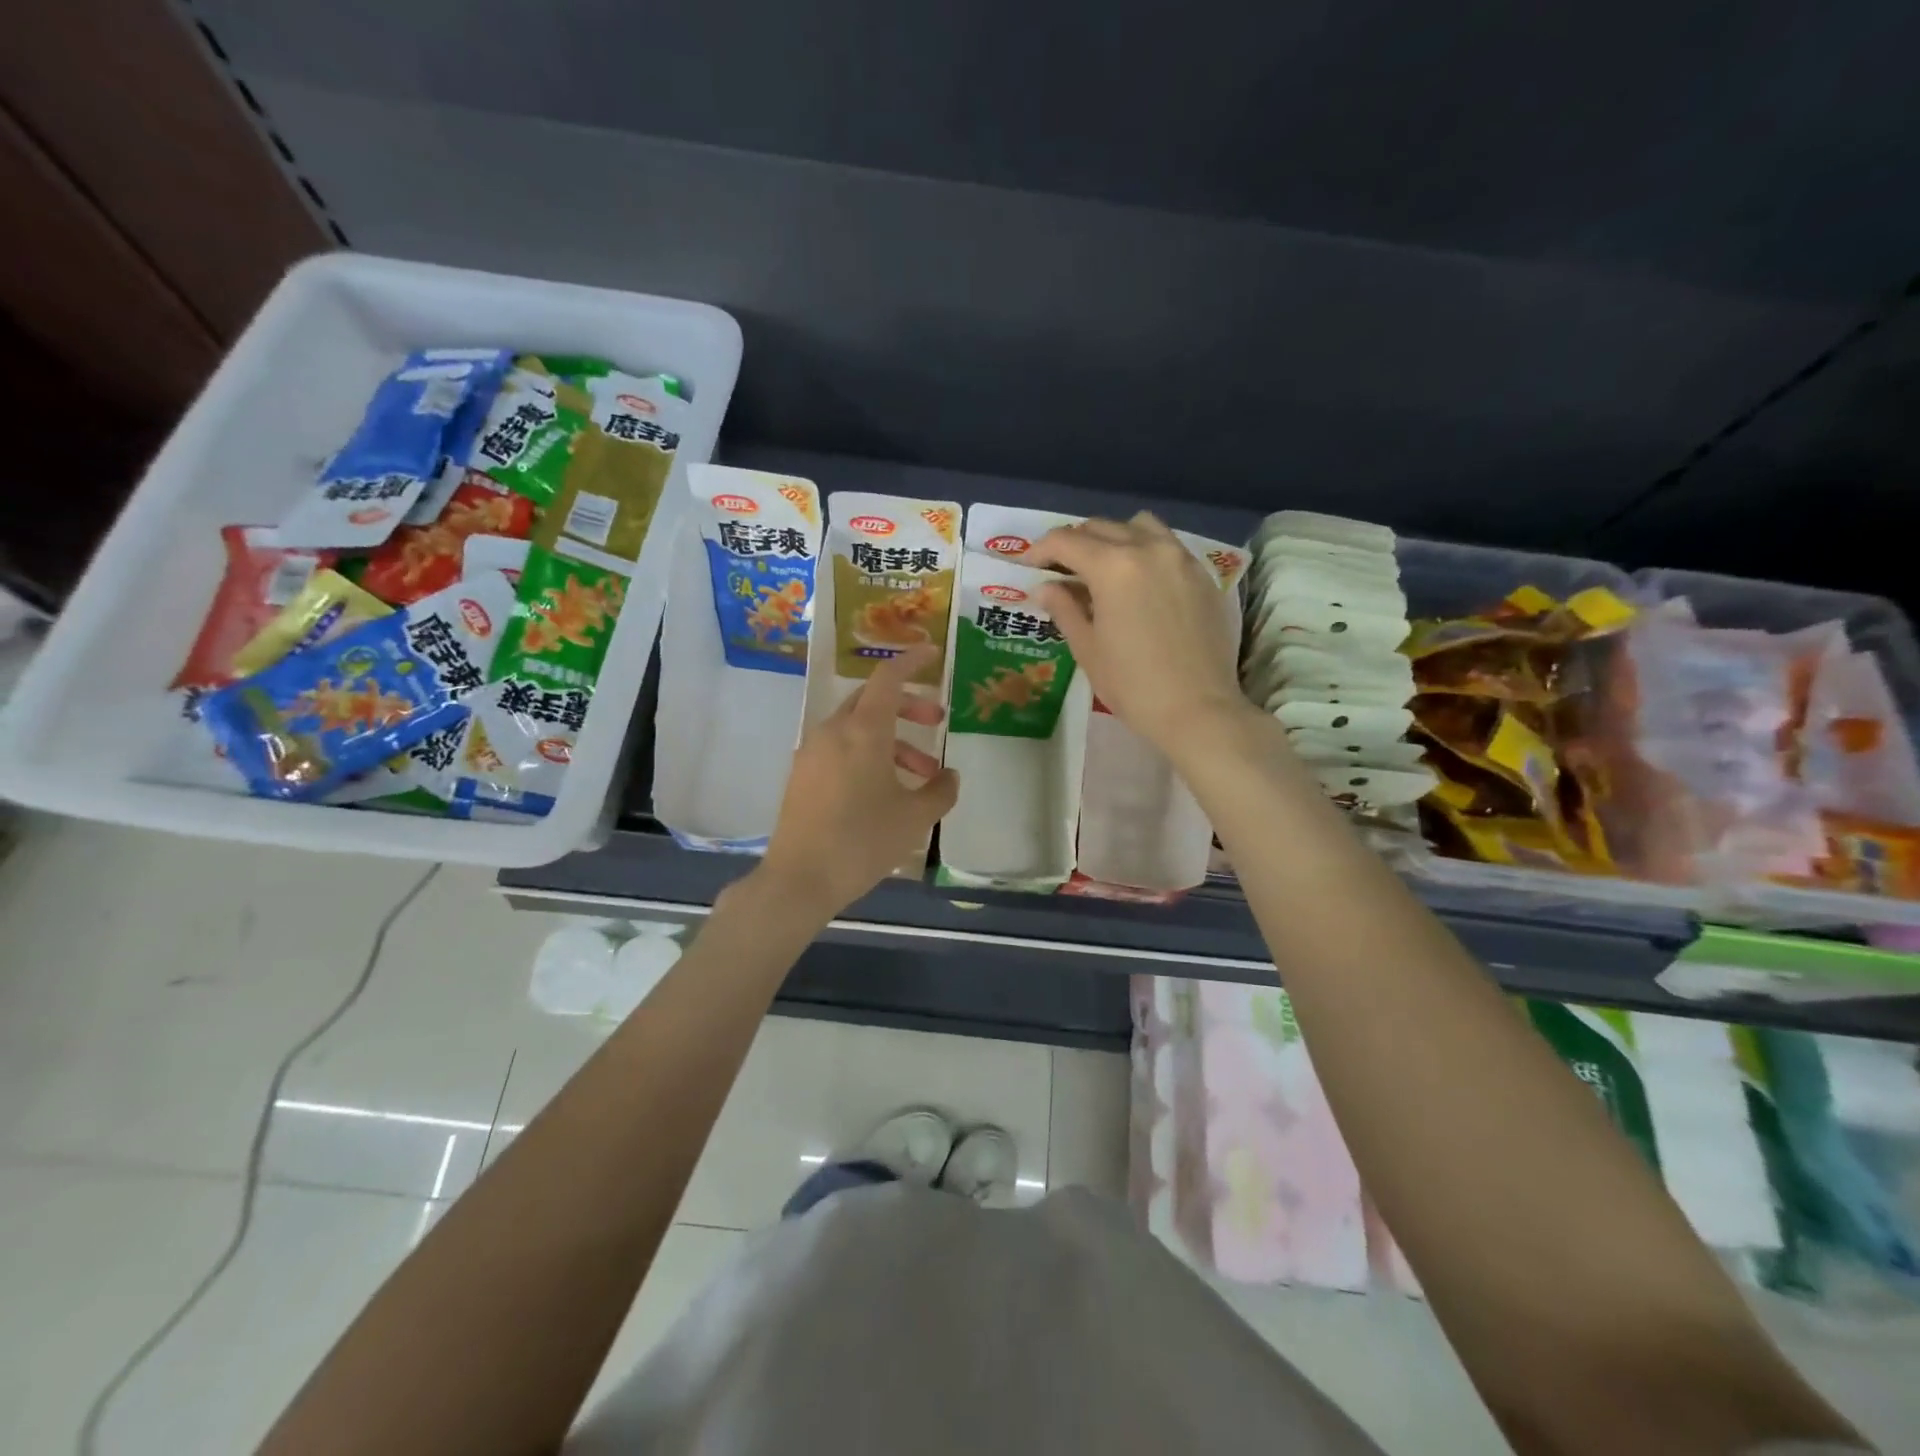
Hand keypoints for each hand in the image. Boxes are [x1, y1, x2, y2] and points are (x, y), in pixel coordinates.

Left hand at [759, 644, 959, 915]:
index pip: (888, 677)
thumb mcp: (915, 818)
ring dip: (892, 739)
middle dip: (908, 705)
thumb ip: (940, 791)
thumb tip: (948, 777)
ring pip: (858, 728)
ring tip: (921, 773)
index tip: (933, 652)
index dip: (912, 660)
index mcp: (863, 731)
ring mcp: (812, 752)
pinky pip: (840, 748)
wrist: (800, 879)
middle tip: (936, 720)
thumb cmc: (863, 842)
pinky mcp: (802, 775)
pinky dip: (868, 754)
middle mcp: (834, 732)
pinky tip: (885, 789)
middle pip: (872, 699)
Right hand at [1028, 512, 1245, 749]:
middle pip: (1100, 528)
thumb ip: (1064, 608)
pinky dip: (1144, 551)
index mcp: (1113, 566)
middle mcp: (1148, 549)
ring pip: (1138, 527)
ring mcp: (1180, 558)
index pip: (1066, 541)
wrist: (1198, 709)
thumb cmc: (1133, 685)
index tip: (1028, 566)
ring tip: (1102, 568)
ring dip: (1113, 538)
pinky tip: (1138, 582)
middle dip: (1074, 543)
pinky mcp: (1202, 575)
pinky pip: (1167, 545)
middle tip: (1060, 570)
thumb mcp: (1088, 649)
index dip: (1040, 550)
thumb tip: (1045, 587)